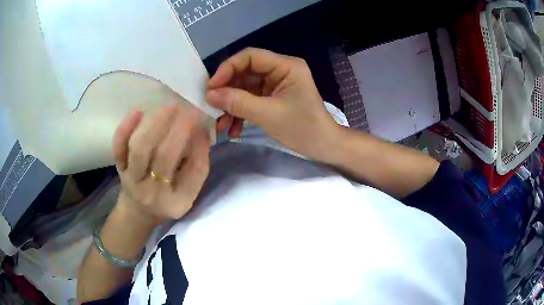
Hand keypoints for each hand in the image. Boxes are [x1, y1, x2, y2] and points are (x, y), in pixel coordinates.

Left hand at [112, 104, 209, 224]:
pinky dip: (125, 128)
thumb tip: (201, 131)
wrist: (137, 211)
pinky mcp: (119, 169)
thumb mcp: (187, 191)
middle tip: (189, 110)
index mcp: (176, 202)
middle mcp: (152, 194)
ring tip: (170, 107)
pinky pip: (119, 148)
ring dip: (156, 124)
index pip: (193, 173)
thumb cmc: (166, 200)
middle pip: (163, 158)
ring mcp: (132, 180)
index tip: (203, 125)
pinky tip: (138, 111)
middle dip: (178, 130)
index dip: (199, 146)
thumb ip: (197, 165)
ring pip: (140, 149)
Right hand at [206, 48, 340, 160]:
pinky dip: (240, 112)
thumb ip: (238, 102)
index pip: (250, 56)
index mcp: (285, 66)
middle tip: (212, 108)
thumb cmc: (303, 128)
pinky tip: (233, 129)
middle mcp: (280, 70)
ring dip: (231, 105)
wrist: (324, 147)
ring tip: (221, 125)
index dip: (228, 68)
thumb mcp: (268, 114)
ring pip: (245, 88)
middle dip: (227, 91)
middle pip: (245, 72)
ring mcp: (276, 85)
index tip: (211, 87)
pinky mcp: (272, 98)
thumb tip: (209, 95)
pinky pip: (250, 100)